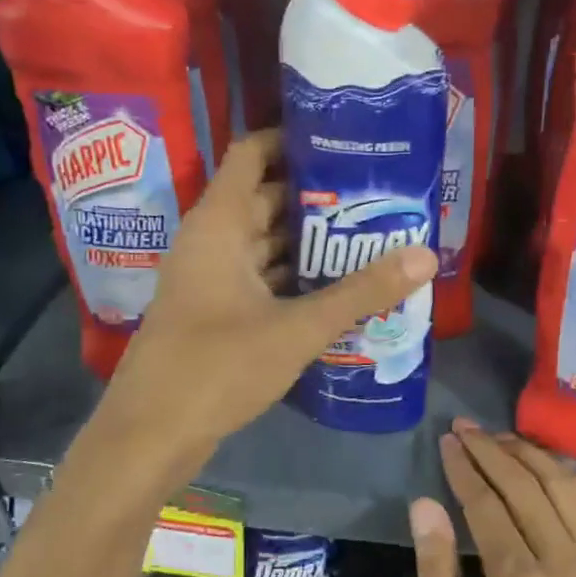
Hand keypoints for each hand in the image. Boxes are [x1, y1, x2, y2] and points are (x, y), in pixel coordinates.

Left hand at [103, 129, 436, 465]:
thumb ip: (361, 291)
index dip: (294, 139)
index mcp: (220, 224)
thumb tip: (425, 254)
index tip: (346, 143)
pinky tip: (337, 288)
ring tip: (370, 237)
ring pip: (265, 243)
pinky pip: (261, 279)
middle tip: (377, 197)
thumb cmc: (217, 368)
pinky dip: (295, 278)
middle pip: (266, 199)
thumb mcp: (297, 328)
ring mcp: (211, 279)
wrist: (150, 436)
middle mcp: (212, 241)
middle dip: (318, 197)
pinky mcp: (215, 313)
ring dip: (310, 242)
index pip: (253, 153)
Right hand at [411, 421, 575, 576]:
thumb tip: (425, 508)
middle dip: (492, 451)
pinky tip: (559, 472)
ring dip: (534, 457)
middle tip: (465, 428)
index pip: (487, 504)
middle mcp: (570, 564)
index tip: (446, 441)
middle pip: (527, 486)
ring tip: (503, 438)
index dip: (464, 468)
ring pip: (570, 489)